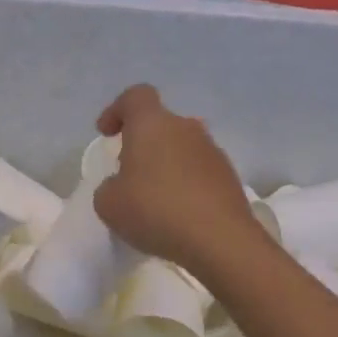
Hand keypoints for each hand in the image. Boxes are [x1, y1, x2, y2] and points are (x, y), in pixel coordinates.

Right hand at [93, 84, 260, 273]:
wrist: (219, 239)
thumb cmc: (155, 211)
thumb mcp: (109, 204)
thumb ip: (108, 187)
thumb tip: (121, 186)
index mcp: (152, 124)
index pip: (135, 96)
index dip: (117, 110)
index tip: (107, 134)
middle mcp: (186, 128)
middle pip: (160, 124)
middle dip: (143, 144)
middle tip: (129, 175)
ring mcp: (212, 151)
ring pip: (181, 148)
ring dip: (166, 166)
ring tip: (154, 200)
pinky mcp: (229, 177)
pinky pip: (199, 172)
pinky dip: (185, 185)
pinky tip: (178, 214)